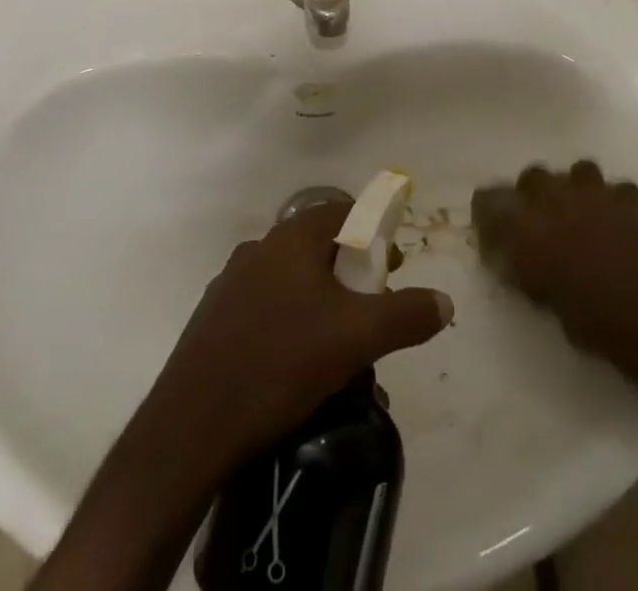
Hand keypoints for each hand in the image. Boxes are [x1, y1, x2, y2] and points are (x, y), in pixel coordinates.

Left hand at [143, 204, 453, 466]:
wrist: (193, 424)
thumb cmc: (281, 362)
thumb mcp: (357, 337)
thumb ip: (406, 315)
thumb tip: (445, 302)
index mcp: (290, 238)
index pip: (341, 212)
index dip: (373, 232)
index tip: (393, 268)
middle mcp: (259, 249)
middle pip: (317, 247)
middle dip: (351, 273)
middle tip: (373, 310)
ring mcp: (231, 284)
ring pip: (291, 281)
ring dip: (321, 302)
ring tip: (341, 346)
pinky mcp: (214, 321)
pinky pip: (265, 309)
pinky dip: (291, 324)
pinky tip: (297, 366)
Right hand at [472, 161, 637, 367]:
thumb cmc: (585, 317)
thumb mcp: (538, 296)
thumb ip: (519, 267)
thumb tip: (504, 255)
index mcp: (523, 223)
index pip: (489, 200)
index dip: (487, 210)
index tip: (489, 223)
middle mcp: (552, 197)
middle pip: (531, 176)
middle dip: (533, 193)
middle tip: (540, 219)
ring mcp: (592, 192)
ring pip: (577, 171)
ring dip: (576, 188)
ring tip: (582, 211)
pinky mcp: (627, 199)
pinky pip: (618, 190)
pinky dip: (616, 202)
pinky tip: (618, 220)